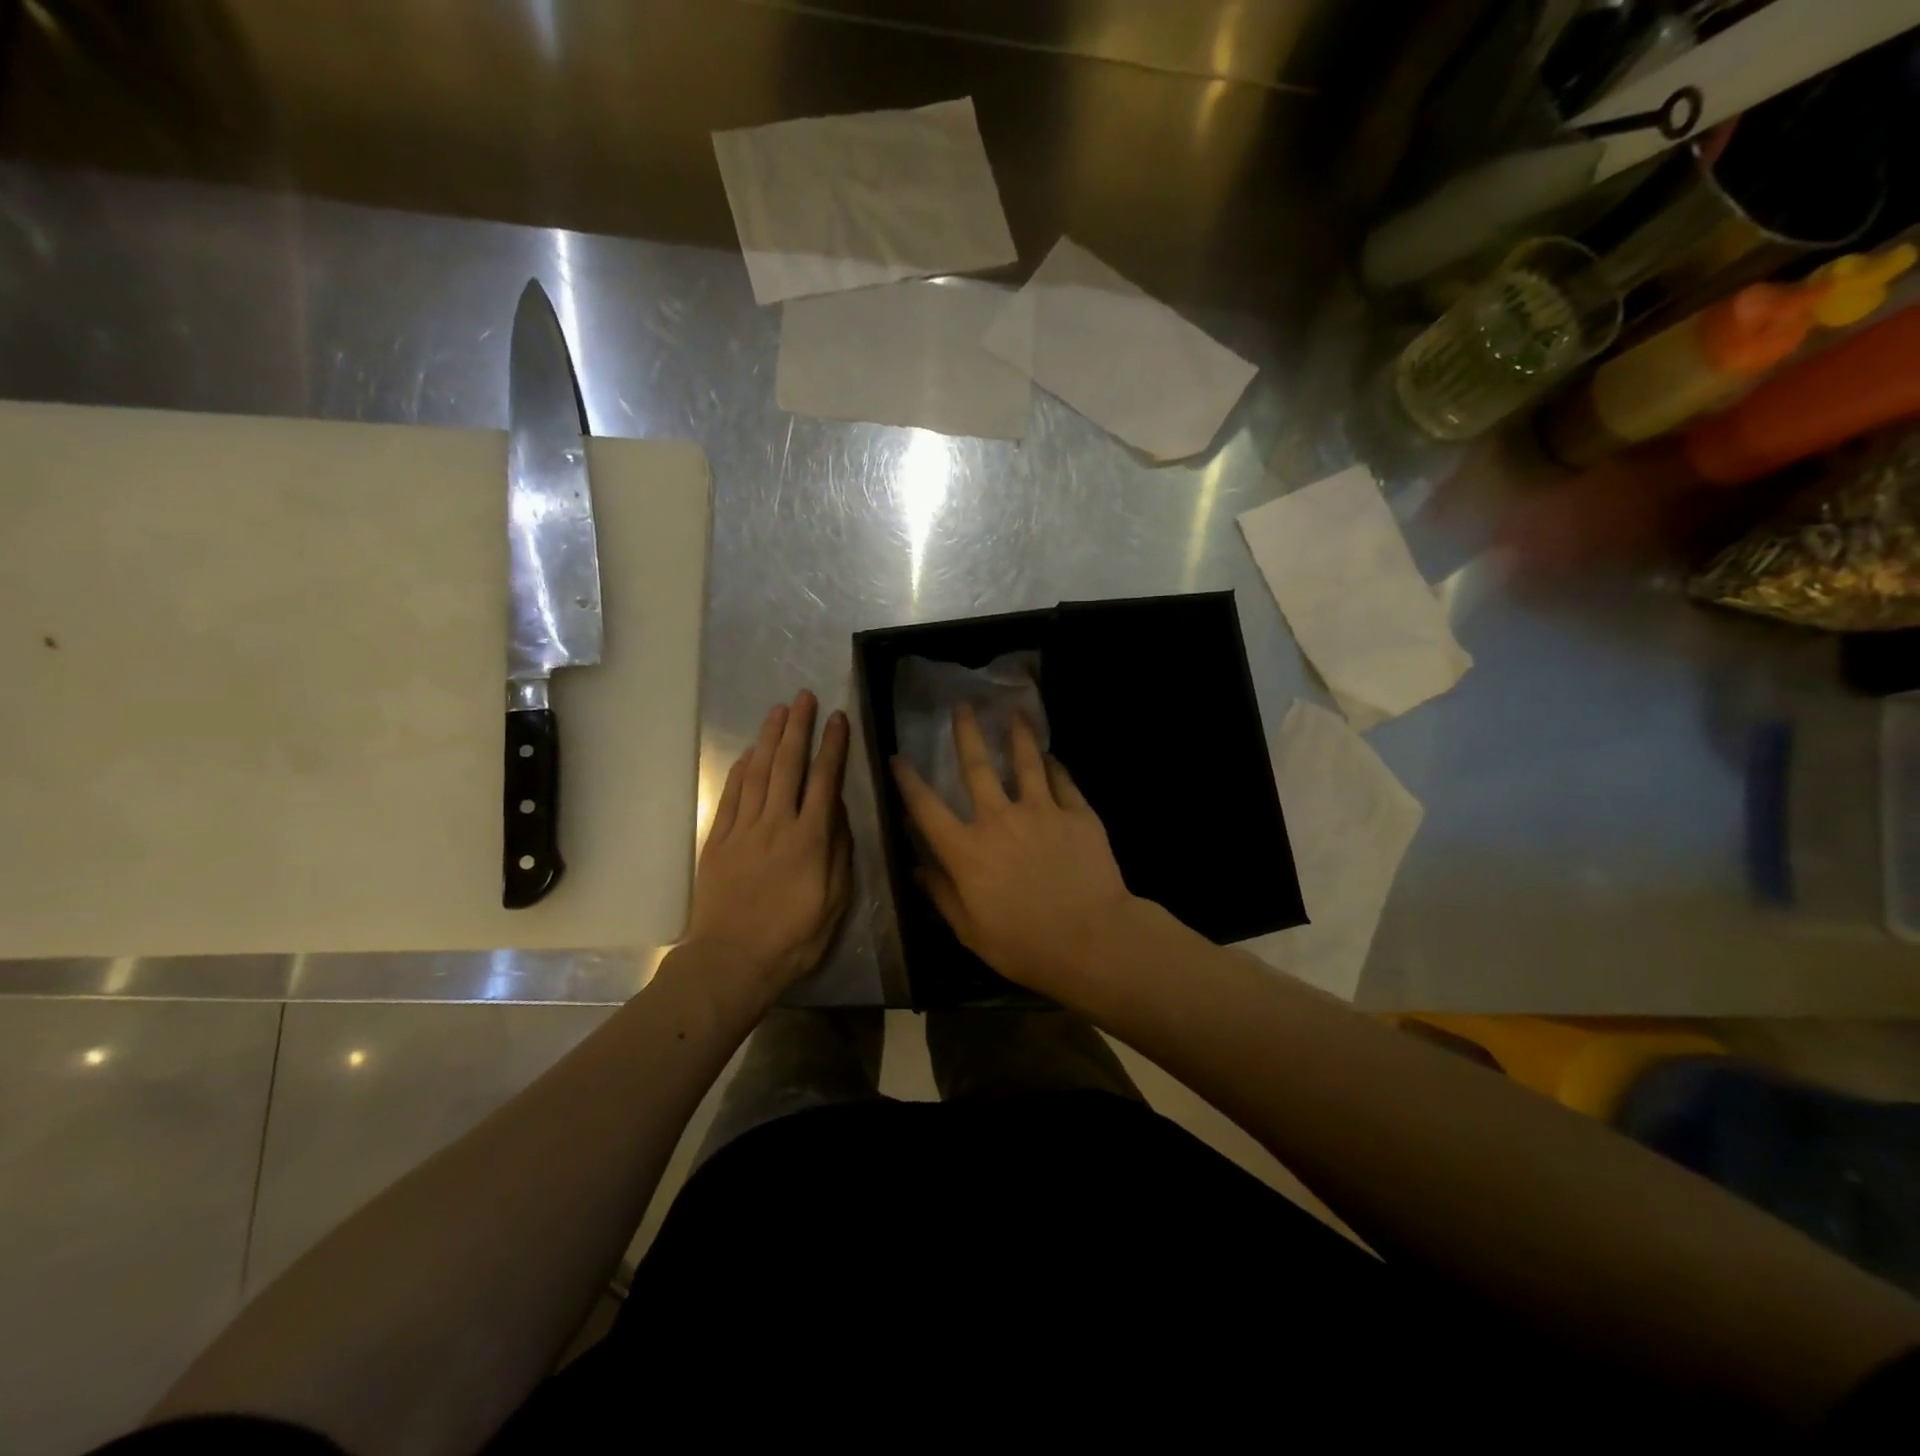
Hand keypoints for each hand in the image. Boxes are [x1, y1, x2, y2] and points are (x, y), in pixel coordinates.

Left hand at [684, 691, 850, 990]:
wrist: (732, 961)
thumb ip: (839, 850)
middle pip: (788, 765)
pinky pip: (731, 796)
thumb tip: (838, 808)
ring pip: (759, 773)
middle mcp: (777, 824)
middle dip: (798, 728)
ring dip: (769, 739)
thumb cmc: (794, 937)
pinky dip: (741, 770)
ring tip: (779, 711)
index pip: (825, 779)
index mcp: (811, 838)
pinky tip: (750, 753)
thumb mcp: (835, 900)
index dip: (833, 746)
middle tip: (804, 697)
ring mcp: (743, 830)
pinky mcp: (718, 841)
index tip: (838, 718)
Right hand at [891, 706, 1138, 992]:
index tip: (897, 757)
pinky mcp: (1077, 814)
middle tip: (962, 706)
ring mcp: (1042, 812)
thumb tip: (916, 868)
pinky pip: (1062, 781)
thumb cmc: (1026, 945)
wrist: (1093, 941)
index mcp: (967, 851)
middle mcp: (999, 820)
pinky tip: (1051, 755)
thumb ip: (941, 895)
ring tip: (1015, 712)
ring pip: (1026, 762)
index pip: (926, 808)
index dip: (908, 780)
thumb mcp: (971, 932)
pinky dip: (1054, 766)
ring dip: (1018, 735)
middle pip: (977, 767)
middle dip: (966, 734)